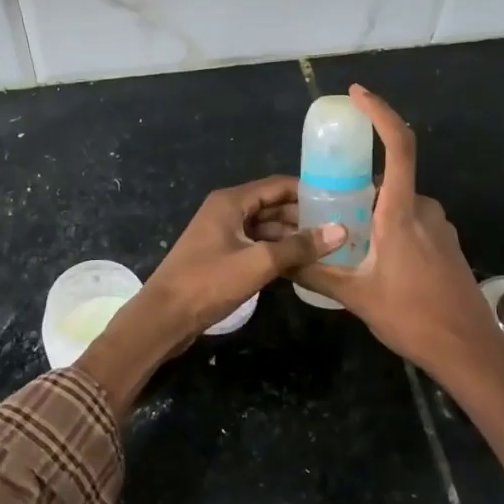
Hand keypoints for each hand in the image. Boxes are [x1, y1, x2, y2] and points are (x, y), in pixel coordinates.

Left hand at [79, 178, 345, 412]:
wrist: (163, 318)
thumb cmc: (208, 283)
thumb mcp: (258, 262)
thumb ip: (299, 246)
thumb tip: (340, 230)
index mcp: (231, 202)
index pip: (277, 186)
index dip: (308, 191)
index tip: (340, 200)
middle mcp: (226, 212)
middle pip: (272, 206)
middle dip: (303, 216)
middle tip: (340, 227)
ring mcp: (222, 235)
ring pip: (265, 228)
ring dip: (291, 237)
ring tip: (328, 247)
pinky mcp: (221, 258)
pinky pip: (256, 246)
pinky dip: (277, 252)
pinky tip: (301, 264)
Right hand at [294, 86, 503, 390]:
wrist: (469, 351)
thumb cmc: (413, 319)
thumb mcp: (356, 297)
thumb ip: (316, 273)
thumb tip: (279, 261)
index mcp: (401, 214)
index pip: (398, 147)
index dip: (380, 113)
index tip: (358, 94)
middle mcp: (424, 210)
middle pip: (389, 182)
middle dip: (359, 191)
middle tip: (329, 210)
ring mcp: (440, 227)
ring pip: (399, 205)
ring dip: (375, 215)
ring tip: (350, 246)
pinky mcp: (448, 244)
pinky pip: (413, 222)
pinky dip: (391, 229)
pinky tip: (377, 263)